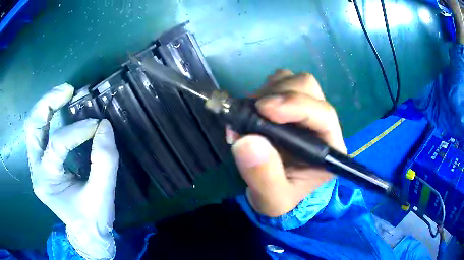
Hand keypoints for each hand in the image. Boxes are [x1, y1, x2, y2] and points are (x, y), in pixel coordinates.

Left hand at [25, 84, 118, 258]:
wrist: (85, 232)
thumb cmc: (93, 218)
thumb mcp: (103, 195)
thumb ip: (105, 161)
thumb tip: (104, 127)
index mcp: (46, 182)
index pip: (57, 145)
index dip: (77, 130)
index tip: (97, 126)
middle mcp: (36, 170)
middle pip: (32, 127)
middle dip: (48, 104)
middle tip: (68, 91)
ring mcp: (36, 165)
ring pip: (33, 126)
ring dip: (46, 105)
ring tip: (64, 93)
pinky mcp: (42, 161)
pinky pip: (40, 132)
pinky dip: (49, 115)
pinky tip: (60, 107)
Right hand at [230, 70, 345, 216]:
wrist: (275, 190)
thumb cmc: (280, 197)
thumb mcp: (271, 199)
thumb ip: (263, 177)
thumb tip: (246, 141)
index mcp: (328, 148)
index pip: (323, 114)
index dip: (295, 105)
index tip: (263, 109)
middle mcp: (321, 124)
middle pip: (308, 88)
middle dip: (278, 96)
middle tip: (251, 114)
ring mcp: (306, 109)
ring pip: (293, 80)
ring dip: (268, 91)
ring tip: (250, 115)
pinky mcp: (290, 103)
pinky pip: (280, 81)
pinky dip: (264, 90)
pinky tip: (254, 110)